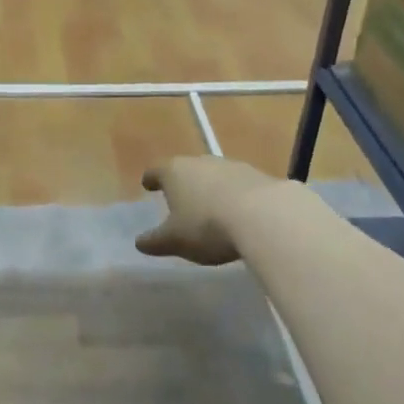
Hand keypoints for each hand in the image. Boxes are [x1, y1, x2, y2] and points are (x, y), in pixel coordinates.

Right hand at [136, 156, 281, 265]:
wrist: (264, 215)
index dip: (150, 179)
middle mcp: (200, 161)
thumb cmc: (207, 226)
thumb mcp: (175, 241)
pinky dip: (233, 195)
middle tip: (179, 199)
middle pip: (185, 169)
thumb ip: (155, 241)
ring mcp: (230, 165)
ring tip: (210, 208)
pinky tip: (238, 213)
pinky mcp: (256, 175)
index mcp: (174, 172)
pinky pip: (237, 185)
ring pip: (213, 175)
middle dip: (182, 183)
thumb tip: (139, 242)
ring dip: (210, 188)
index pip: (156, 171)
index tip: (147, 185)